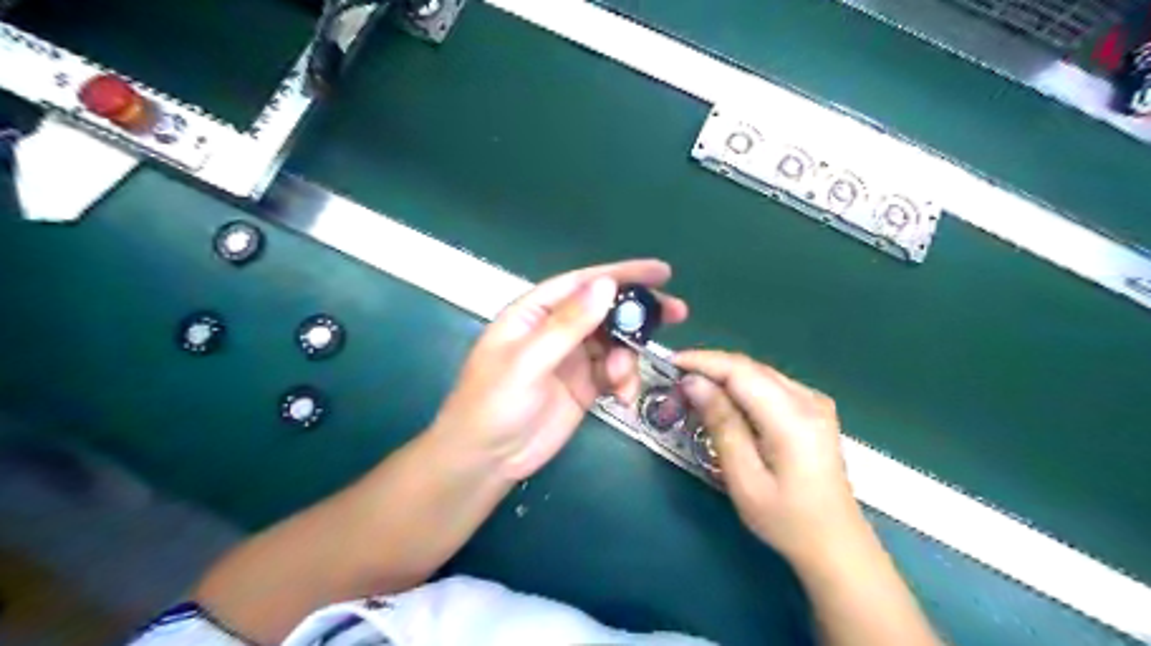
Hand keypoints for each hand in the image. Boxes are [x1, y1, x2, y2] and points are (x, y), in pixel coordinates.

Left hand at [428, 259, 679, 480]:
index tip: (661, 272)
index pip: (583, 283)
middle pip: (605, 310)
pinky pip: (615, 373)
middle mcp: (556, 329)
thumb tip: (606, 285)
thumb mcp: (528, 361)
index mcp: (535, 312)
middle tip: (677, 313)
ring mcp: (572, 358)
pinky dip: (625, 381)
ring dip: (629, 357)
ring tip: (622, 382)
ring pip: (615, 343)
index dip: (621, 273)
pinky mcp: (584, 385)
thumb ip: (568, 325)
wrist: (486, 460)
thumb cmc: (494, 404)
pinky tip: (623, 398)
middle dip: (639, 312)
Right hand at [677, 354, 862, 565]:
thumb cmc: (786, 519)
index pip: (741, 372)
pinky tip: (724, 400)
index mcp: (793, 419)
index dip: (703, 362)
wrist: (836, 543)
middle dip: (710, 367)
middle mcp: (809, 400)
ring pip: (759, 373)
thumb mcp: (745, 479)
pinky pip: (769, 384)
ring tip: (692, 389)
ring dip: (724, 375)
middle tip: (675, 381)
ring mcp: (815, 402)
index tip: (670, 363)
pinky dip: (741, 386)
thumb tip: (693, 383)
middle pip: (750, 367)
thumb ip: (721, 425)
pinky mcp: (814, 409)